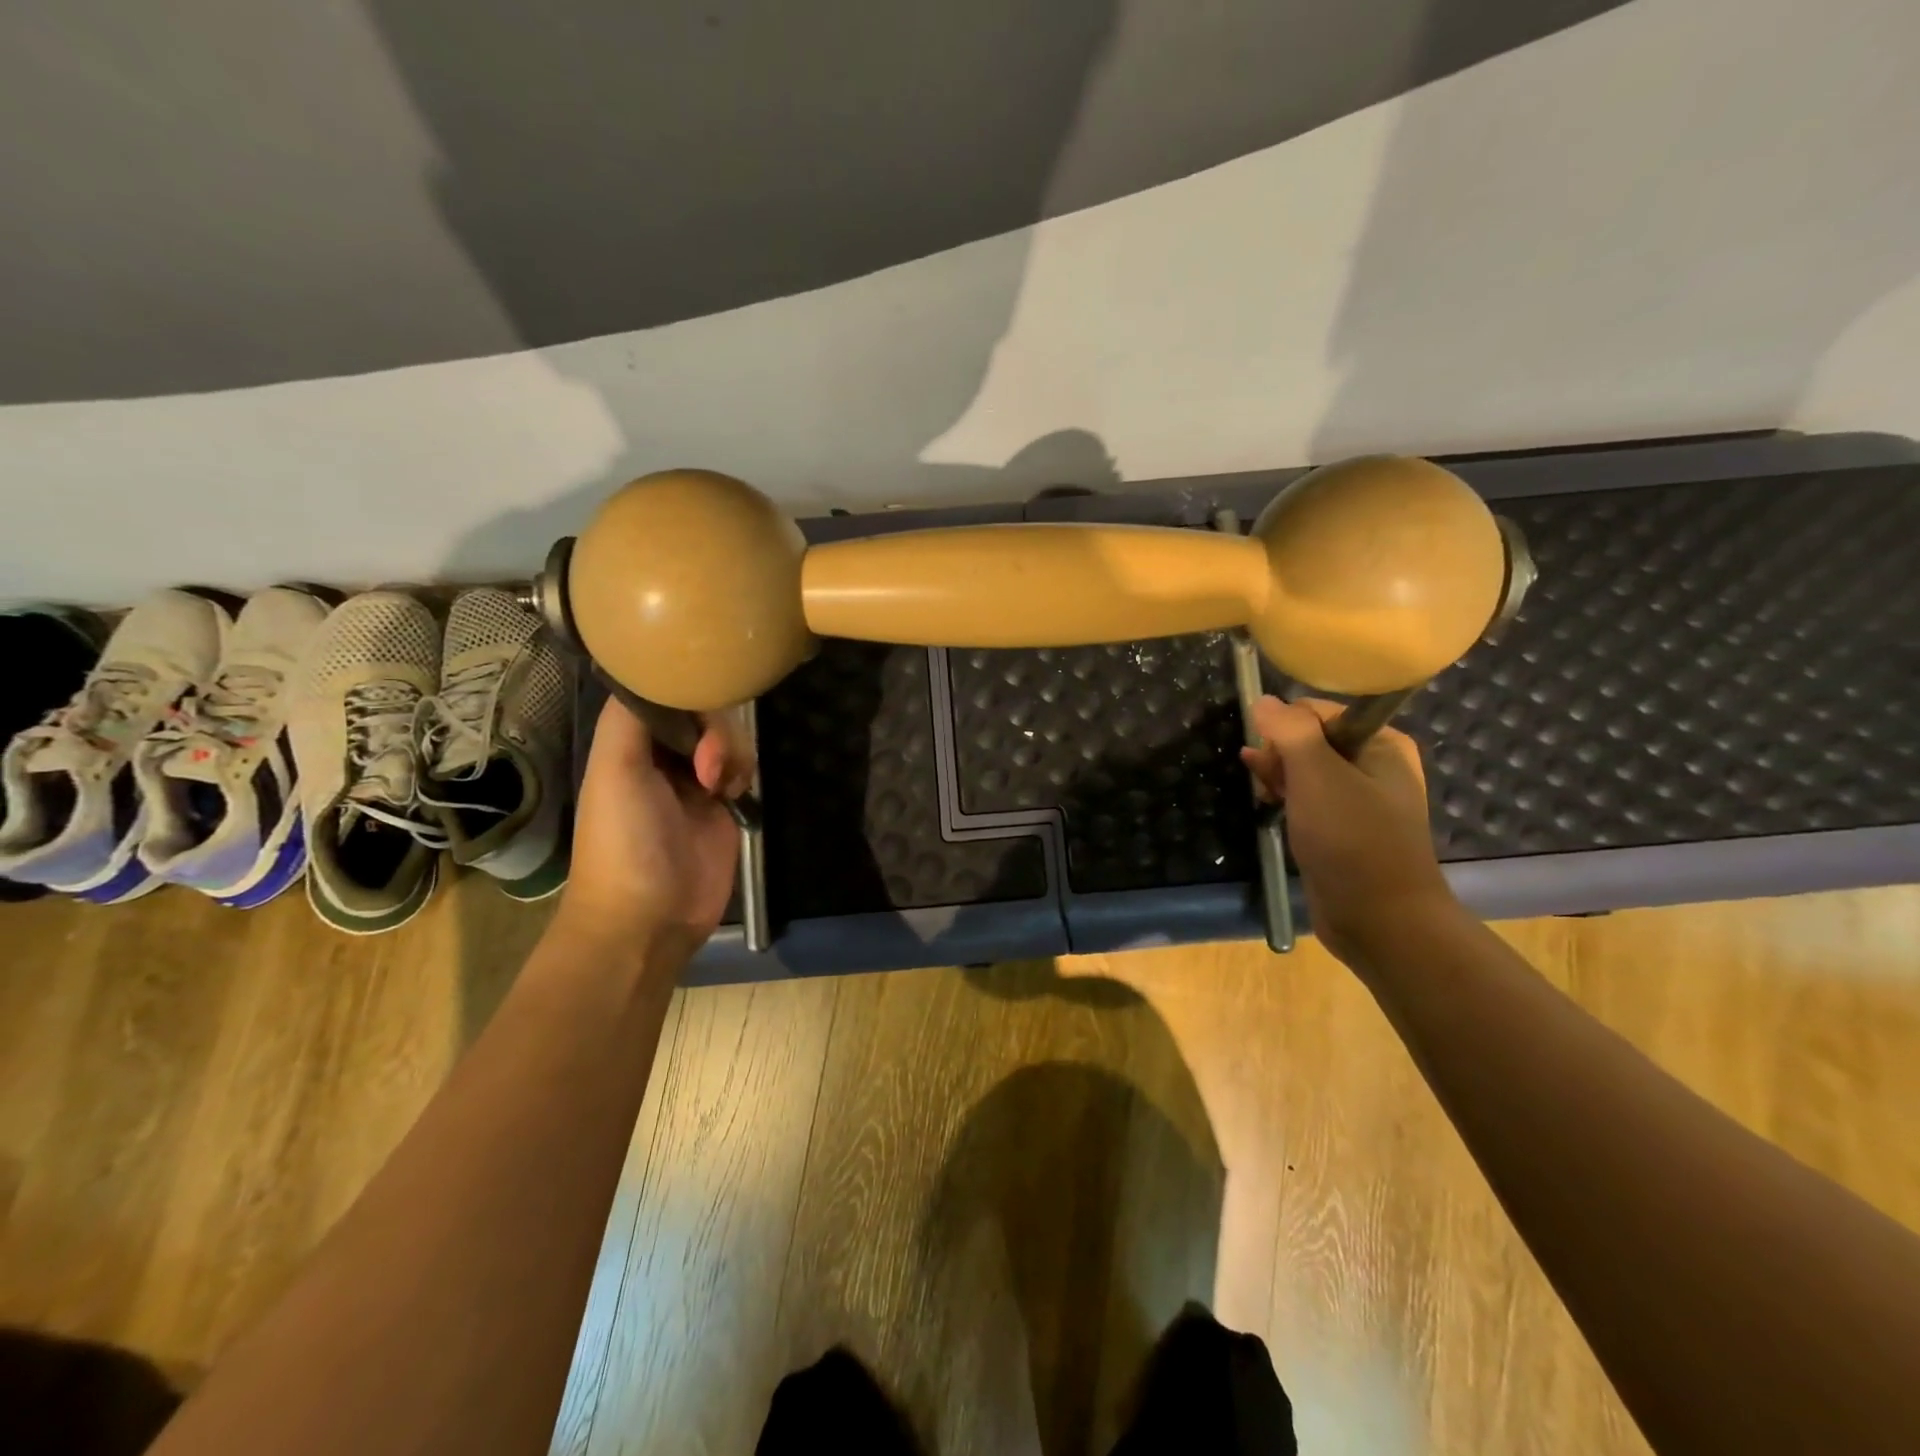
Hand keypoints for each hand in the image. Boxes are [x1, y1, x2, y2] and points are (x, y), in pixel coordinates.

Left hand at [557, 698, 745, 952]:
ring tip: (721, 786)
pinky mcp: (722, 805)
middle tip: (709, 766)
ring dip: (733, 752)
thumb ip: (631, 717)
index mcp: (629, 743)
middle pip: (702, 712)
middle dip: (715, 730)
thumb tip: (666, 679)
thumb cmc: (625, 840)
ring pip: (727, 737)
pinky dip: (744, 772)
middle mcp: (661, 755)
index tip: (704, 704)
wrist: (649, 916)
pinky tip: (735, 794)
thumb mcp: (615, 769)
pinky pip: (743, 768)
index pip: (665, 692)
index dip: (688, 691)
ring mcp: (694, 780)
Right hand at [1240, 696, 1457, 967]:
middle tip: (1267, 780)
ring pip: (1305, 770)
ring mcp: (1360, 799)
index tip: (1271, 757)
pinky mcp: (1343, 828)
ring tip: (1261, 793)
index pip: (1318, 711)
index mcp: (1381, 742)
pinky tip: (1267, 804)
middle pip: (1309, 739)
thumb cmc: (1351, 840)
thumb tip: (1264, 701)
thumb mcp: (1317, 776)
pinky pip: (1308, 799)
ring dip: (1278, 776)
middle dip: (1279, 754)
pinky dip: (1286, 798)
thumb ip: (1290, 731)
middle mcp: (1375, 764)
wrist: (1379, 919)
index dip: (1286, 729)